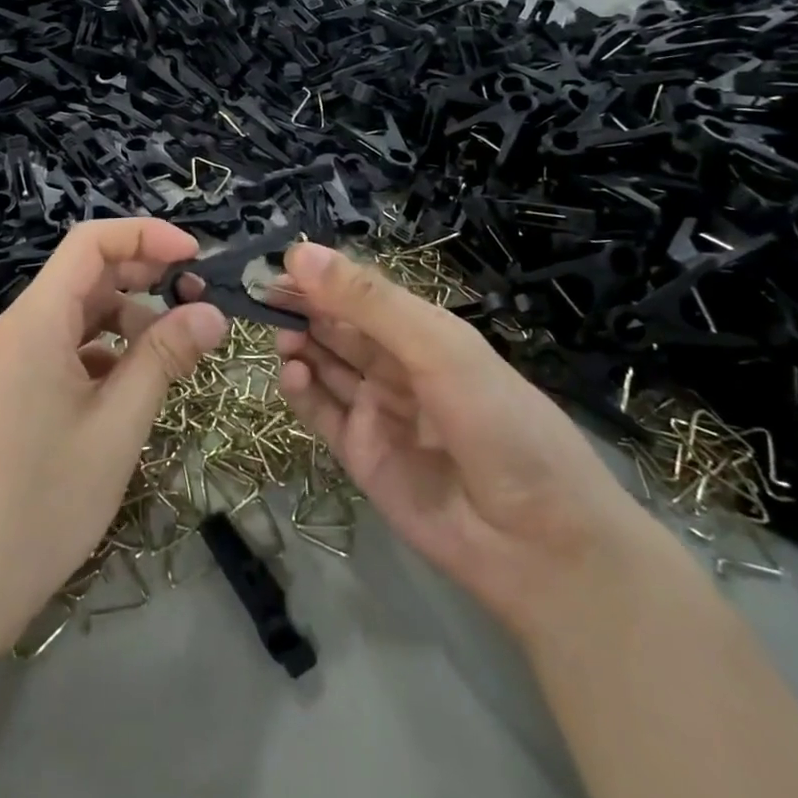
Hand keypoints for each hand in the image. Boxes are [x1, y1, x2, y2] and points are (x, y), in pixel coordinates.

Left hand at [0, 219, 225, 660]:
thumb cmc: (42, 502)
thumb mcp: (118, 425)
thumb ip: (164, 357)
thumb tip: (212, 311)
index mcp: (37, 320)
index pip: (92, 242)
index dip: (147, 236)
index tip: (197, 257)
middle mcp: (20, 328)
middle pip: (87, 274)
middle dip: (145, 276)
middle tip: (198, 301)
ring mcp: (13, 361)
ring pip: (79, 314)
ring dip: (129, 319)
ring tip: (174, 351)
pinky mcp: (14, 392)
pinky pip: (66, 350)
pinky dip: (106, 353)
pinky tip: (133, 387)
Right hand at [275, 243, 646, 635]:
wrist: (540, 542)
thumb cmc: (498, 422)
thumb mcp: (437, 347)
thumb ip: (367, 302)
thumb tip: (298, 254)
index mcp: (421, 331)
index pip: (358, 292)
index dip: (319, 276)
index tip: (275, 264)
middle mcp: (395, 365)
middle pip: (336, 326)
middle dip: (300, 307)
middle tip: (257, 297)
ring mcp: (377, 410)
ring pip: (324, 365)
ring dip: (297, 344)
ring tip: (277, 335)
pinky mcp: (361, 455)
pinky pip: (321, 414)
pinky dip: (300, 391)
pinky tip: (289, 374)